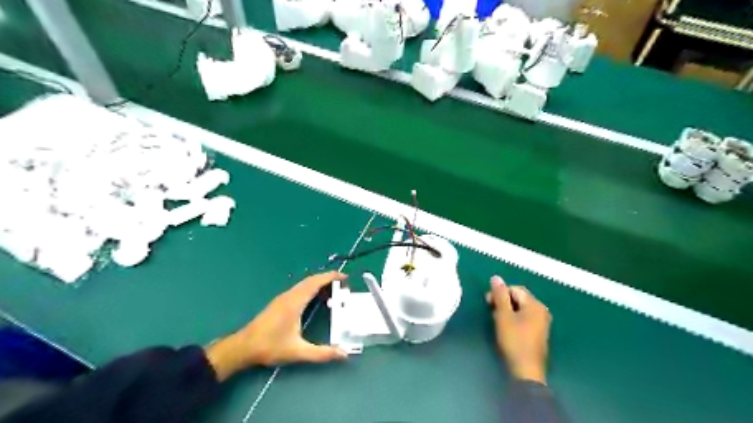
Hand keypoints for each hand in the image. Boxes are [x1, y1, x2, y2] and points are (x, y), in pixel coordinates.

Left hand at [206, 273, 348, 381]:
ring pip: (304, 284)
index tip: (345, 277)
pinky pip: (300, 289)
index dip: (330, 277)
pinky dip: (311, 288)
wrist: (243, 347)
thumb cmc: (270, 347)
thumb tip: (344, 354)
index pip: (315, 282)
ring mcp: (283, 298)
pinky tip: (316, 299)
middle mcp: (289, 296)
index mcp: (295, 302)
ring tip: (333, 291)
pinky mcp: (280, 302)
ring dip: (319, 283)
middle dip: (328, 278)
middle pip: (311, 280)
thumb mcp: (298, 352)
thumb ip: (322, 353)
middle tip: (343, 284)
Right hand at [485, 275, 550, 384]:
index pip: (515, 289)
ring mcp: (542, 322)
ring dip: (507, 311)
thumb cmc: (514, 341)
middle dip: (503, 301)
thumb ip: (500, 295)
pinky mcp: (538, 332)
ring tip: (497, 320)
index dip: (500, 293)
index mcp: (535, 305)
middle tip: (491, 311)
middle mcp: (541, 311)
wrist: (526, 371)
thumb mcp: (503, 316)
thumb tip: (496, 277)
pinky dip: (513, 318)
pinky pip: (524, 317)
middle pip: (518, 297)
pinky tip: (506, 328)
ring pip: (520, 308)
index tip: (487, 303)